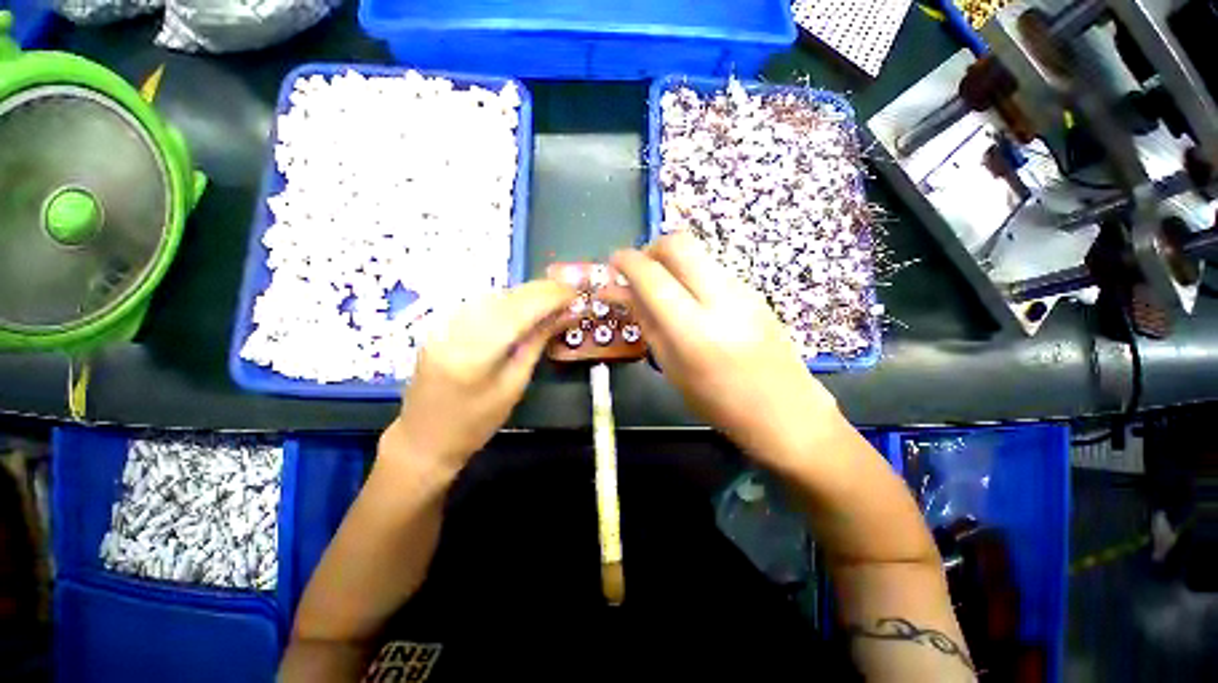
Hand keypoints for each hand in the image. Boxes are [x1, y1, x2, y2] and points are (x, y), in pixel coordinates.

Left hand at [382, 280, 574, 475]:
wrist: (423, 437)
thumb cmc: (475, 423)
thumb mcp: (514, 386)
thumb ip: (535, 344)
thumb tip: (562, 315)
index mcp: (476, 353)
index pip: (520, 310)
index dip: (550, 297)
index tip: (575, 292)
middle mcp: (456, 329)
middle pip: (506, 297)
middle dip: (541, 290)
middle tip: (568, 291)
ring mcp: (443, 324)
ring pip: (493, 294)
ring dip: (525, 293)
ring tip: (552, 297)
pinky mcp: (440, 324)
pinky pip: (480, 302)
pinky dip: (507, 299)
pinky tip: (523, 305)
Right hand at [610, 232, 842, 469]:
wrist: (785, 411)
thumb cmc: (719, 402)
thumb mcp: (672, 367)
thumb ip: (646, 322)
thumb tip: (620, 292)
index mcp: (694, 330)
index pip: (652, 276)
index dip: (626, 261)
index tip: (612, 262)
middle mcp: (721, 299)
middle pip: (679, 243)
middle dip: (650, 248)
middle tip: (638, 271)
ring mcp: (742, 290)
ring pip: (698, 253)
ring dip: (671, 261)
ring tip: (660, 289)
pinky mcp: (753, 291)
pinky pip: (712, 268)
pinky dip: (690, 273)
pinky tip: (687, 300)